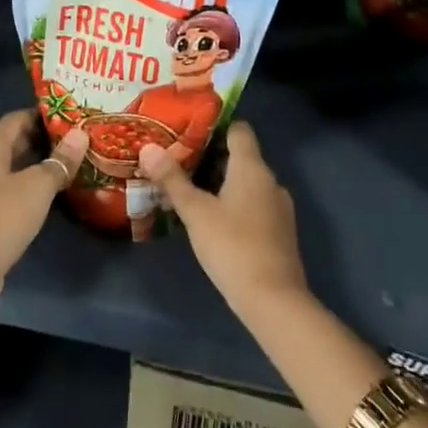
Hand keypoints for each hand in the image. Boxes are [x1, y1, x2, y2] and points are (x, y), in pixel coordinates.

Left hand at [0, 110, 87, 303]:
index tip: (65, 115)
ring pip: (10, 169)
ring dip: (34, 165)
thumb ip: (60, 161)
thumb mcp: (38, 186)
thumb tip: (81, 135)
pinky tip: (47, 197)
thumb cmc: (3, 217)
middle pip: (11, 143)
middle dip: (40, 139)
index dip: (38, 114)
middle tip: (71, 140)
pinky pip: (7, 191)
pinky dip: (26, 187)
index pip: (14, 119)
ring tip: (65, 165)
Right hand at [139, 122, 308, 316]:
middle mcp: (270, 181)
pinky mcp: (280, 232)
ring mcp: (279, 208)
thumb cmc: (233, 246)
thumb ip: (172, 179)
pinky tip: (213, 218)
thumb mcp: (195, 212)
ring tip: (191, 188)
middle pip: (241, 156)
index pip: (239, 129)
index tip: (189, 130)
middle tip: (180, 159)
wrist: (274, 302)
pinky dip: (235, 203)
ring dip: (223, 182)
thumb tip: (147, 147)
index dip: (216, 126)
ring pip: (248, 182)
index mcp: (252, 167)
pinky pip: (254, 204)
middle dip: (212, 156)